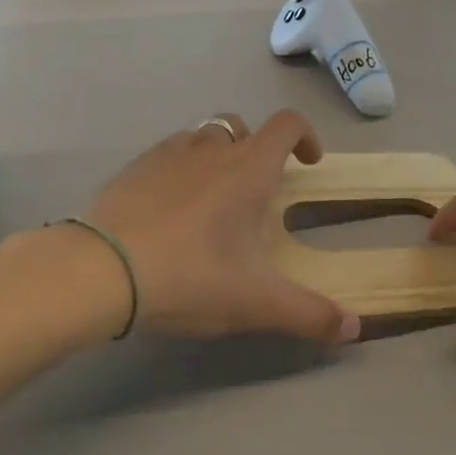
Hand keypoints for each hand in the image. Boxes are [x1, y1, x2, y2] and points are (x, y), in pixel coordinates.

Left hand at [85, 111, 361, 343]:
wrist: (101, 271)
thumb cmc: (190, 276)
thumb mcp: (256, 302)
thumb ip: (309, 315)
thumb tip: (354, 329)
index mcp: (248, 169)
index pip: (287, 125)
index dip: (306, 136)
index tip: (309, 163)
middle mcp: (210, 149)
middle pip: (241, 126)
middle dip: (257, 148)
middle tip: (256, 191)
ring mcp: (166, 154)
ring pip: (201, 136)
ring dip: (216, 155)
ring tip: (212, 199)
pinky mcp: (132, 169)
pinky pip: (166, 155)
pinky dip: (178, 169)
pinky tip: (168, 210)